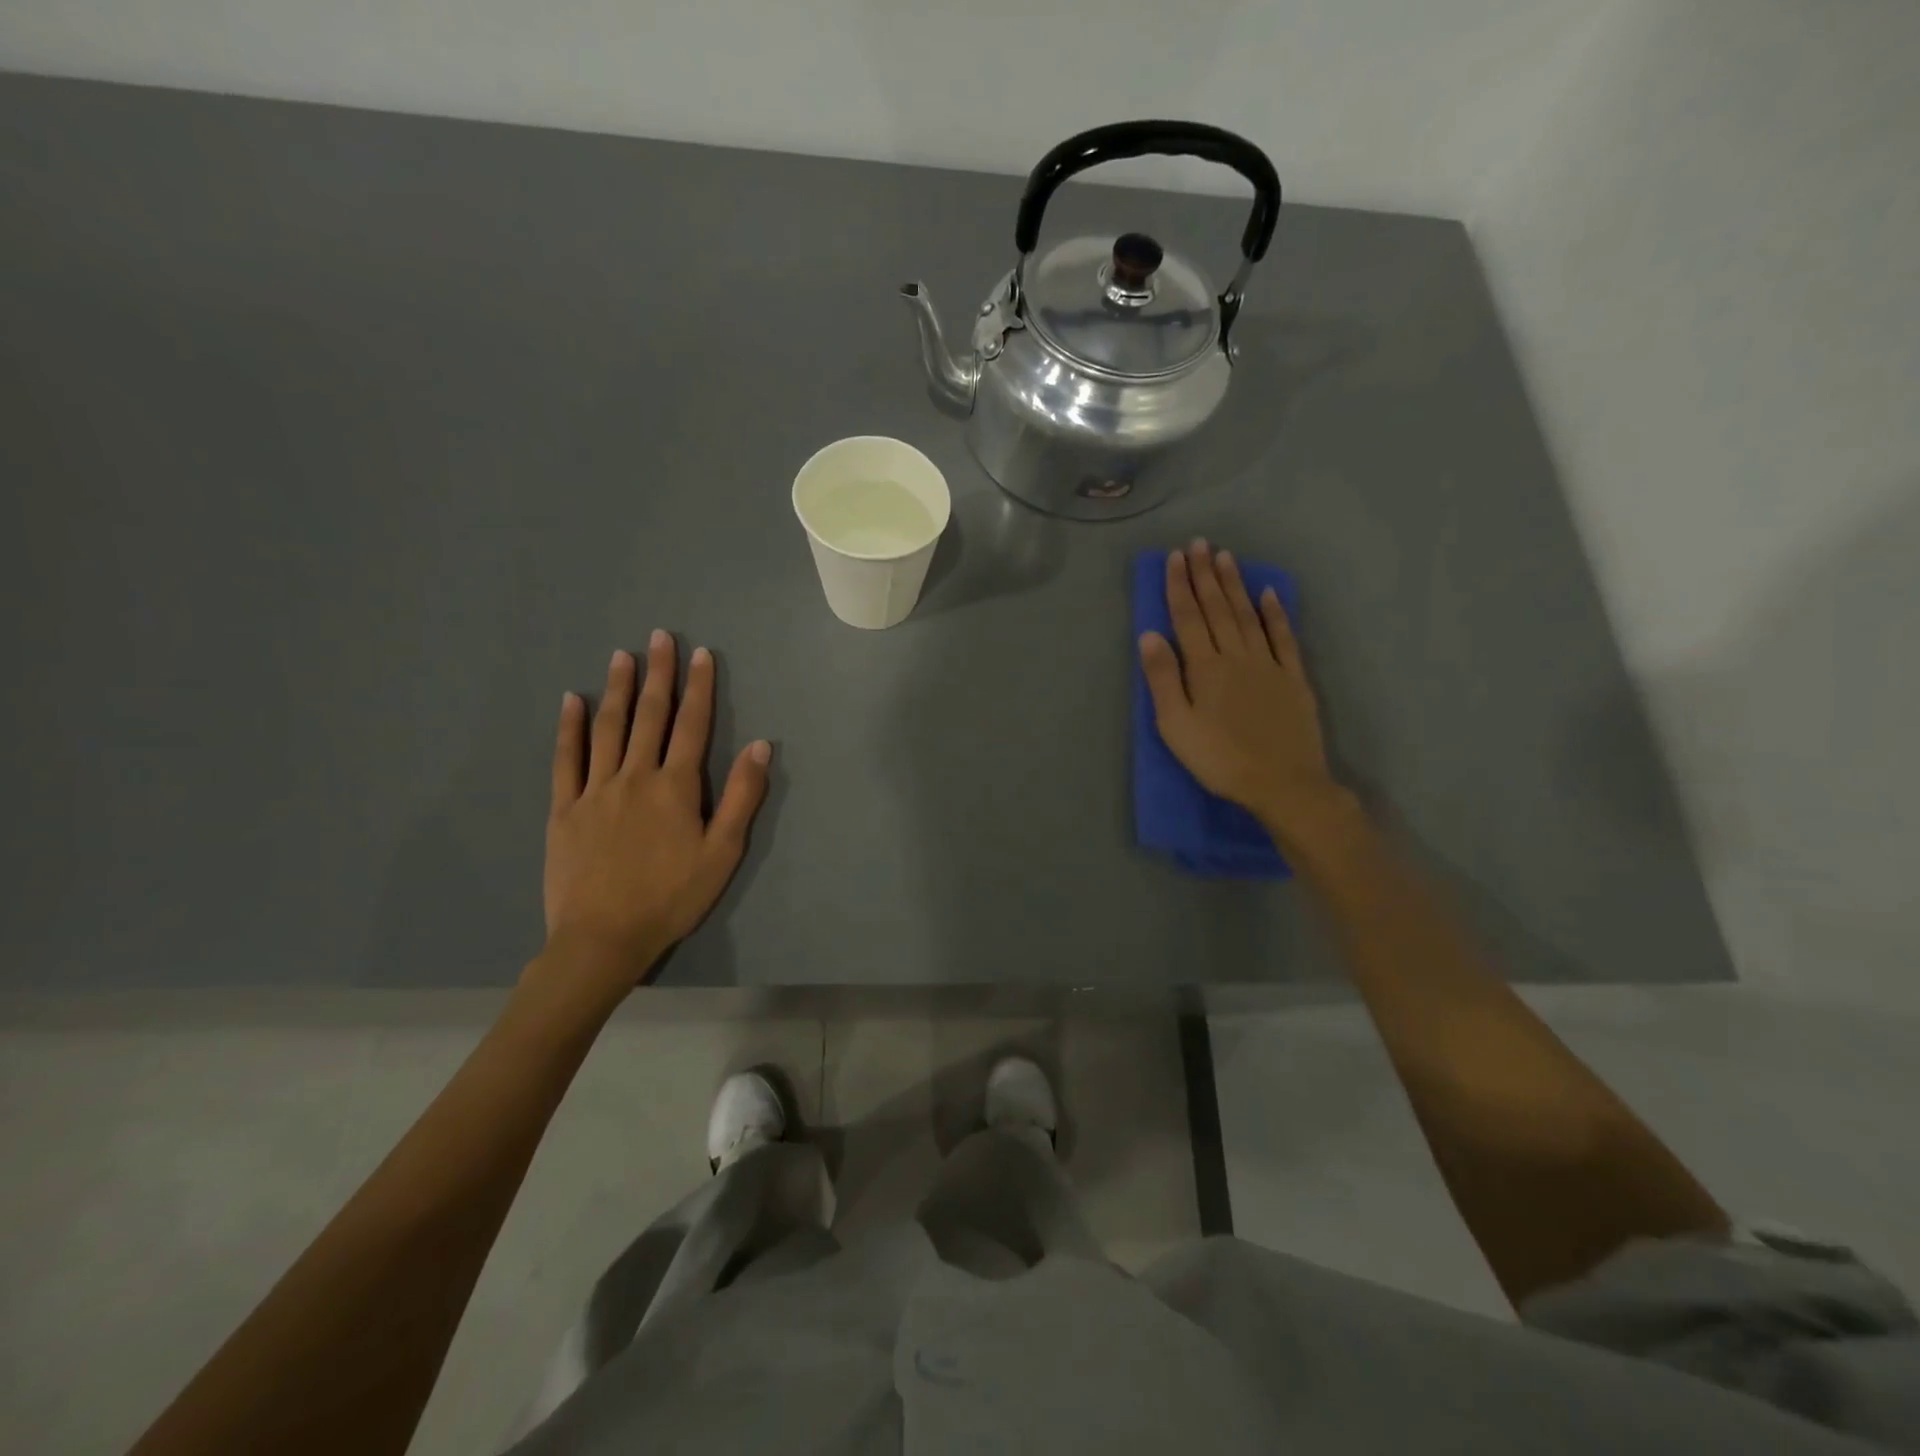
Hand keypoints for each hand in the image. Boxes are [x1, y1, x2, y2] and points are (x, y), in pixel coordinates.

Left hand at [541, 633, 770, 990]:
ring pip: (608, 728)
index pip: (691, 725)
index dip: (699, 688)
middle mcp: (635, 776)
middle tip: (660, 637)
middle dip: (658, 674)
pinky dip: (570, 727)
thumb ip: (742, 797)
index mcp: (675, 786)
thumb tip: (760, 745)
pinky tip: (573, 701)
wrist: (603, 938)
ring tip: (623, 655)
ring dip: (618, 689)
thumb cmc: (672, 897)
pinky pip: (566, 759)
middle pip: (649, 716)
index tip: (701, 654)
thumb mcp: (722, 852)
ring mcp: (595, 790)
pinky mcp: (565, 809)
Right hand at [1139, 540, 1348, 848]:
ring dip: (1235, 585)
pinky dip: (1276, 613)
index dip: (1180, 586)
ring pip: (1248, 615)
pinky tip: (1270, 593)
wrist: (1282, 783)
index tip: (1176, 557)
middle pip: (1218, 608)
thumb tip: (1149, 635)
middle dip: (1206, 574)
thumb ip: (1162, 678)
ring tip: (1226, 557)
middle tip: (1199, 543)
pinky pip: (1284, 637)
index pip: (1188, 617)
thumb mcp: (1175, 726)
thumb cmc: (1219, 759)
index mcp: (1205, 667)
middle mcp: (1236, 655)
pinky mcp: (1294, 678)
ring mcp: (1269, 664)